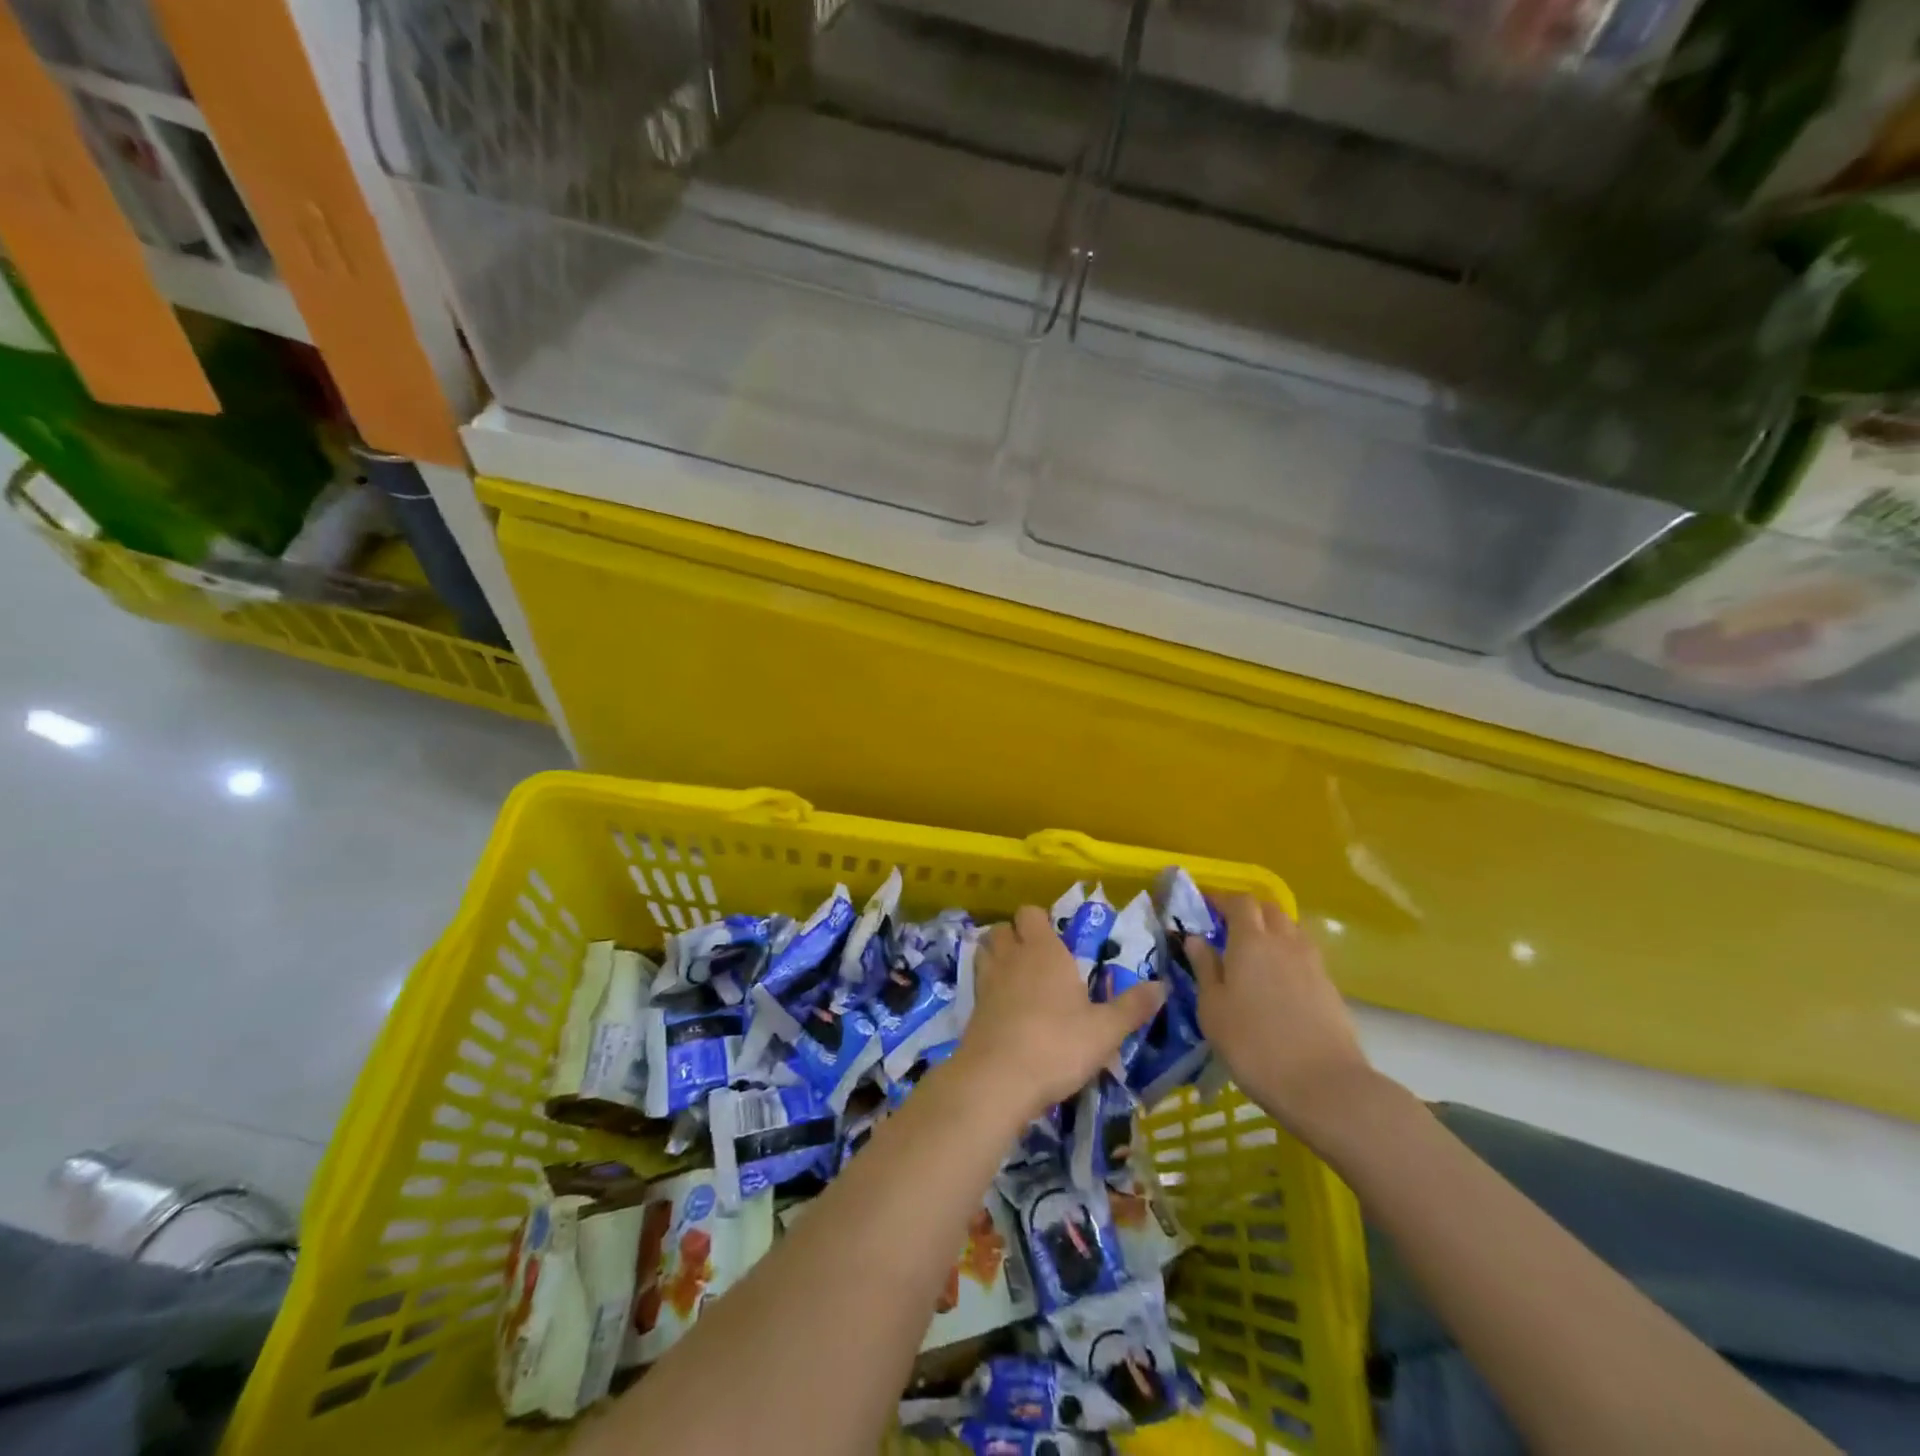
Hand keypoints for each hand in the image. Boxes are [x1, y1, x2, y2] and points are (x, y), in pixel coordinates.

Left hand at [952, 905, 1166, 1122]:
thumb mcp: (1105, 1030)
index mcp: (1044, 951)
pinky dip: (988, 986)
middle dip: (1016, 936)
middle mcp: (1012, 957)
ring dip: (997, 956)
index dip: (1040, 921)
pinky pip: (979, 983)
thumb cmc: (1057, 1045)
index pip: (1031, 913)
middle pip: (1003, 928)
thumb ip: (1133, 1007)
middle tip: (1038, 960)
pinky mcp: (972, 1008)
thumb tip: (1163, 986)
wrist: (998, 1079)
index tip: (1058, 941)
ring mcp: (987, 981)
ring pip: (985, 951)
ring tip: (1018, 978)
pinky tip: (1005, 1008)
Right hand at [1186, 896, 1375, 1141]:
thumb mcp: (1213, 1009)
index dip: (1223, 899)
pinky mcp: (1330, 987)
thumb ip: (1204, 968)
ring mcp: (1312, 964)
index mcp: (1251, 941)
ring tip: (1255, 954)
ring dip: (1272, 932)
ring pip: (1291, 931)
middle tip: (1229, 929)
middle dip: (1249, 912)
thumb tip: (1195, 938)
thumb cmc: (1253, 1044)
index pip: (1240, 902)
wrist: (1324, 1085)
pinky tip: (1278, 982)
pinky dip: (1288, 956)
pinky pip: (1305, 956)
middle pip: (1269, 910)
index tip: (1207, 907)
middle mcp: (1284, 942)